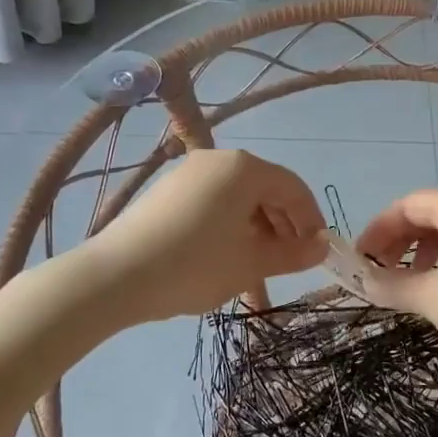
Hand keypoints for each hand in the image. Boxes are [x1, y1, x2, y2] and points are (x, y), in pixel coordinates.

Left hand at [86, 150, 326, 321]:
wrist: (115, 276)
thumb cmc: (195, 265)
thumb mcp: (251, 263)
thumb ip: (293, 253)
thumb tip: (322, 245)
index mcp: (244, 168)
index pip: (293, 188)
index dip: (311, 219)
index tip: (319, 251)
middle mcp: (218, 160)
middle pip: (265, 190)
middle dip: (284, 226)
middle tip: (290, 262)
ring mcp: (188, 173)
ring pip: (238, 199)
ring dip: (256, 231)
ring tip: (258, 268)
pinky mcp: (167, 191)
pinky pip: (212, 203)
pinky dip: (229, 227)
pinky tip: (225, 259)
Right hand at [356, 189, 437, 401]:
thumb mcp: (432, 298)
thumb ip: (391, 286)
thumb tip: (362, 282)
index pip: (406, 205)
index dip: (377, 230)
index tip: (359, 260)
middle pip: (427, 214)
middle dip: (397, 241)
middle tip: (377, 273)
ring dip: (420, 252)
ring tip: (406, 284)